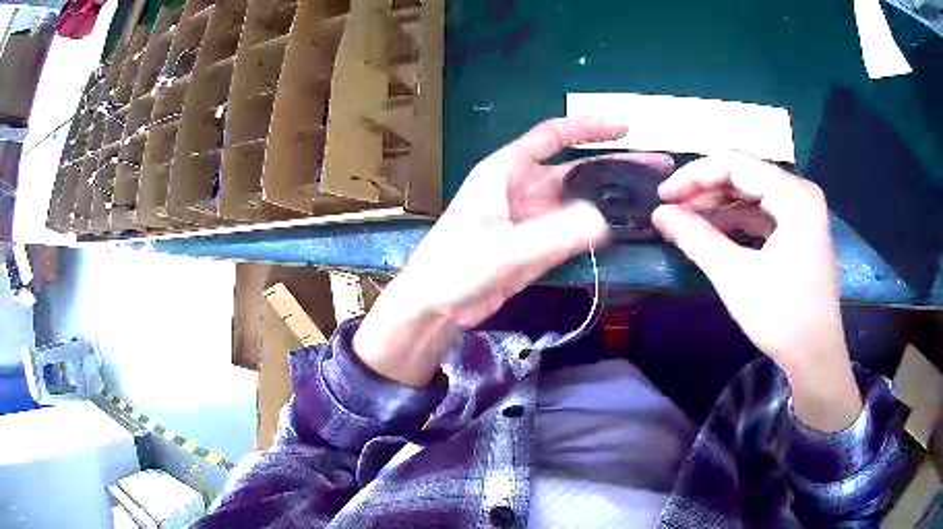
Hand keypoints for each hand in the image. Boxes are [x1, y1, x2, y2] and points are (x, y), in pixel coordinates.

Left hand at [354, 117, 672, 386]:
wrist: (435, 307)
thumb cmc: (455, 268)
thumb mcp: (504, 250)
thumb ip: (554, 235)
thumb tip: (604, 221)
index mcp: (505, 171)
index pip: (552, 136)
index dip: (588, 128)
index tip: (624, 129)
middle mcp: (521, 188)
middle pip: (575, 169)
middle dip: (613, 166)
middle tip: (654, 169)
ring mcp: (530, 218)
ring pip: (577, 200)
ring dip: (609, 198)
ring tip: (648, 197)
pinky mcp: (535, 245)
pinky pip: (571, 229)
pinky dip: (595, 227)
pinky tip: (622, 227)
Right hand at [652, 152, 861, 430]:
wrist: (815, 357)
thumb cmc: (782, 318)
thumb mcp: (736, 277)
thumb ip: (697, 238)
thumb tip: (658, 214)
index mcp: (794, 196)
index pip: (736, 164)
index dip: (694, 176)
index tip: (663, 197)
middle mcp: (801, 193)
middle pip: (745, 174)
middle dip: (705, 189)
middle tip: (672, 209)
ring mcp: (803, 211)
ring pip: (752, 192)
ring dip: (719, 204)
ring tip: (687, 220)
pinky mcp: (800, 229)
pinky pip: (763, 210)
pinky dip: (737, 218)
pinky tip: (715, 229)